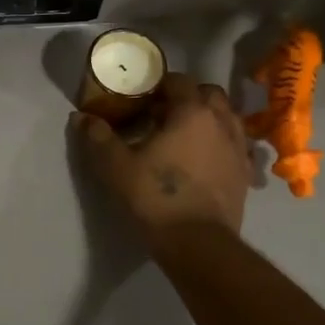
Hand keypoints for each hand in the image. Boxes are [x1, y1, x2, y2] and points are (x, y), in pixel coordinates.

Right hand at [73, 74, 251, 241]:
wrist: (197, 244)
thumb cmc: (155, 197)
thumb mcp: (116, 166)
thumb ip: (98, 137)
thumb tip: (79, 117)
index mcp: (192, 112)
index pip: (178, 80)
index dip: (158, 85)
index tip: (140, 98)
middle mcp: (221, 122)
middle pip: (208, 94)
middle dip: (187, 97)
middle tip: (162, 114)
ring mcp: (238, 148)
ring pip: (227, 117)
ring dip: (207, 118)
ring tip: (184, 135)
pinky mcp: (245, 174)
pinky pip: (236, 145)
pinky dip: (220, 143)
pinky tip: (204, 159)